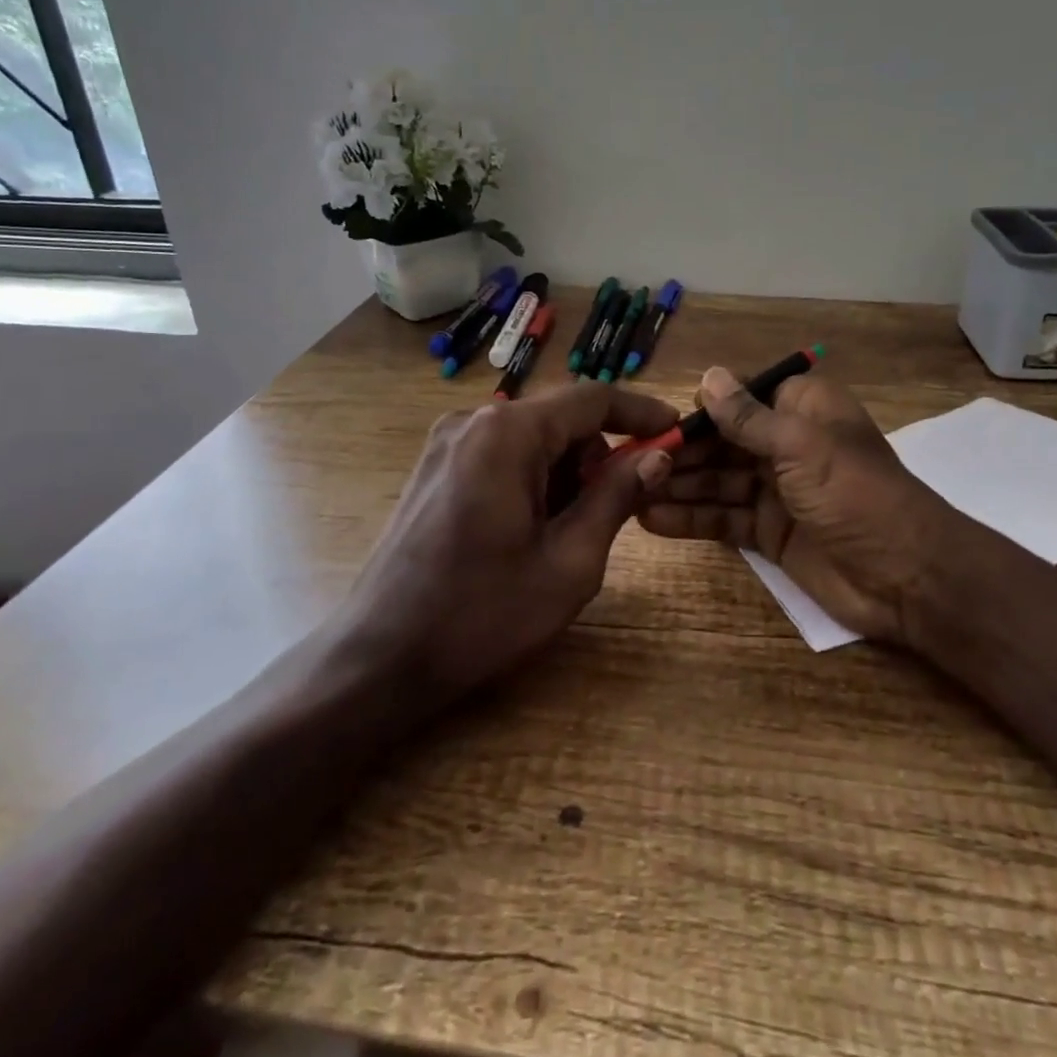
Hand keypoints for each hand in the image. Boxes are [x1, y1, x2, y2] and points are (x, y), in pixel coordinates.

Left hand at [346, 382, 678, 704]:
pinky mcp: (434, 467)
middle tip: (619, 508)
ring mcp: (447, 442)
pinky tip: (531, 530)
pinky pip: (502, 455)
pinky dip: (533, 479)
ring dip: (566, 472)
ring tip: (568, 534)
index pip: (592, 399)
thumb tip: (657, 456)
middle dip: (598, 455)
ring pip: (532, 438)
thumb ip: (616, 498)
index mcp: (508, 434)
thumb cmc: (482, 615)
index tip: (677, 432)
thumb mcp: (569, 562)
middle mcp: (474, 421)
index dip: (641, 413)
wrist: (379, 658)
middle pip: (560, 418)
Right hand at [636, 368, 956, 643]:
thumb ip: (748, 416)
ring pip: (716, 481)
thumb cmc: (855, 494)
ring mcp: (776, 490)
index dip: (699, 408)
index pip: (740, 397)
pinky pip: (723, 518)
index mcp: (802, 410)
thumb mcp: (800, 445)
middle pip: (721, 441)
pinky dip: (690, 518)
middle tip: (628, 463)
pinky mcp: (769, 532)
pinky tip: (652, 520)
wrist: (906, 576)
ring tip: (628, 492)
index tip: (654, 421)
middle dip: (679, 451)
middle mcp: (786, 444)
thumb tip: (707, 376)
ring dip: (676, 485)